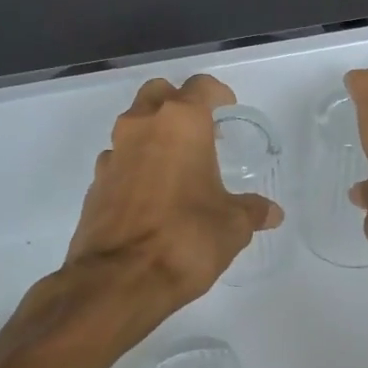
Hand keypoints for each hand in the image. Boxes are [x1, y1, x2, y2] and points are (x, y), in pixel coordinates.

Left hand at [65, 74, 281, 323]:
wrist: (118, 280)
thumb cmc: (185, 238)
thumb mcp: (232, 226)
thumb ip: (252, 211)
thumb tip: (272, 213)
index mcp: (180, 123)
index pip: (200, 87)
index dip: (217, 94)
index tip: (227, 109)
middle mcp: (142, 126)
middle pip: (159, 93)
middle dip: (179, 104)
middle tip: (200, 131)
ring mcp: (113, 153)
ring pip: (134, 124)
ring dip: (154, 134)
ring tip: (176, 166)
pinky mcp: (95, 182)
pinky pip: (119, 159)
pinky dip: (135, 165)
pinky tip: (150, 194)